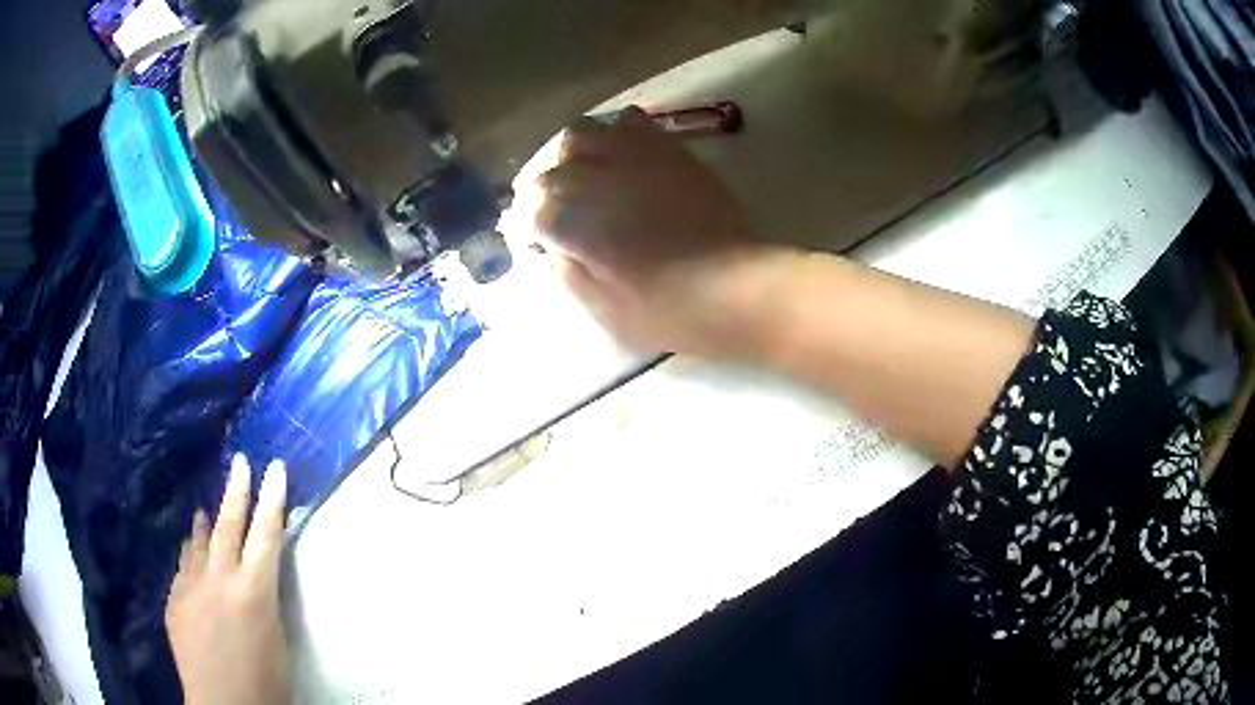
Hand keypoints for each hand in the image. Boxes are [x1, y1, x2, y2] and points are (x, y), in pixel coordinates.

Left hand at [166, 455, 291, 704]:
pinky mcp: (175, 599)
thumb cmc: (266, 682)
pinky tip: (189, 551)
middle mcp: (219, 579)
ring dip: (204, 523)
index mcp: (253, 592)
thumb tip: (257, 574)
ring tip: (203, 508)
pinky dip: (189, 554)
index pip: (266, 535)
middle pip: (228, 525)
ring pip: (198, 542)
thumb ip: (265, 599)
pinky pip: (183, 567)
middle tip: (241, 461)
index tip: (276, 469)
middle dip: (237, 491)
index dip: (272, 500)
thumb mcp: (277, 639)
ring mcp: (191, 586)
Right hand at [534, 107, 783, 359]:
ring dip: (576, 154)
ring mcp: (630, 155)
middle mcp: (591, 175)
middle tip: (563, 211)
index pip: (531, 209)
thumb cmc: (663, 308)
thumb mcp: (601, 310)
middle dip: (549, 189)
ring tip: (589, 175)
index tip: (543, 242)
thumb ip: (566, 272)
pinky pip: (631, 123)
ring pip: (582, 133)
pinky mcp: (666, 149)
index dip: (533, 227)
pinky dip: (617, 135)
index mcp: (569, 217)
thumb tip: (551, 247)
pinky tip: (626, 157)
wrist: (732, 286)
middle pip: (551, 168)